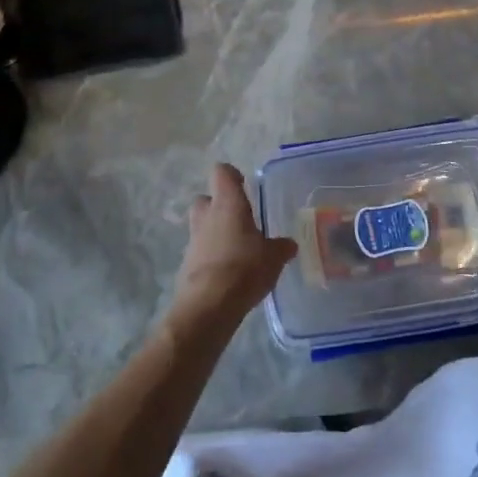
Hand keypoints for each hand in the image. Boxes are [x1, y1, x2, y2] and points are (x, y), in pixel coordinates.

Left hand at [171, 164, 297, 325]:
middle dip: (220, 205)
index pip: (222, 172)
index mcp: (227, 203)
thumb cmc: (244, 268)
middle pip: (206, 198)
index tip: (245, 186)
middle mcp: (207, 215)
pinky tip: (229, 271)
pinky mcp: (187, 263)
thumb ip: (281, 247)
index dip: (232, 176)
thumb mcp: (273, 258)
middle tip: (239, 219)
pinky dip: (212, 255)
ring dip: (215, 232)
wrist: (209, 305)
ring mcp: (194, 239)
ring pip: (202, 225)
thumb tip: (290, 245)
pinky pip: (200, 250)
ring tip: (237, 248)